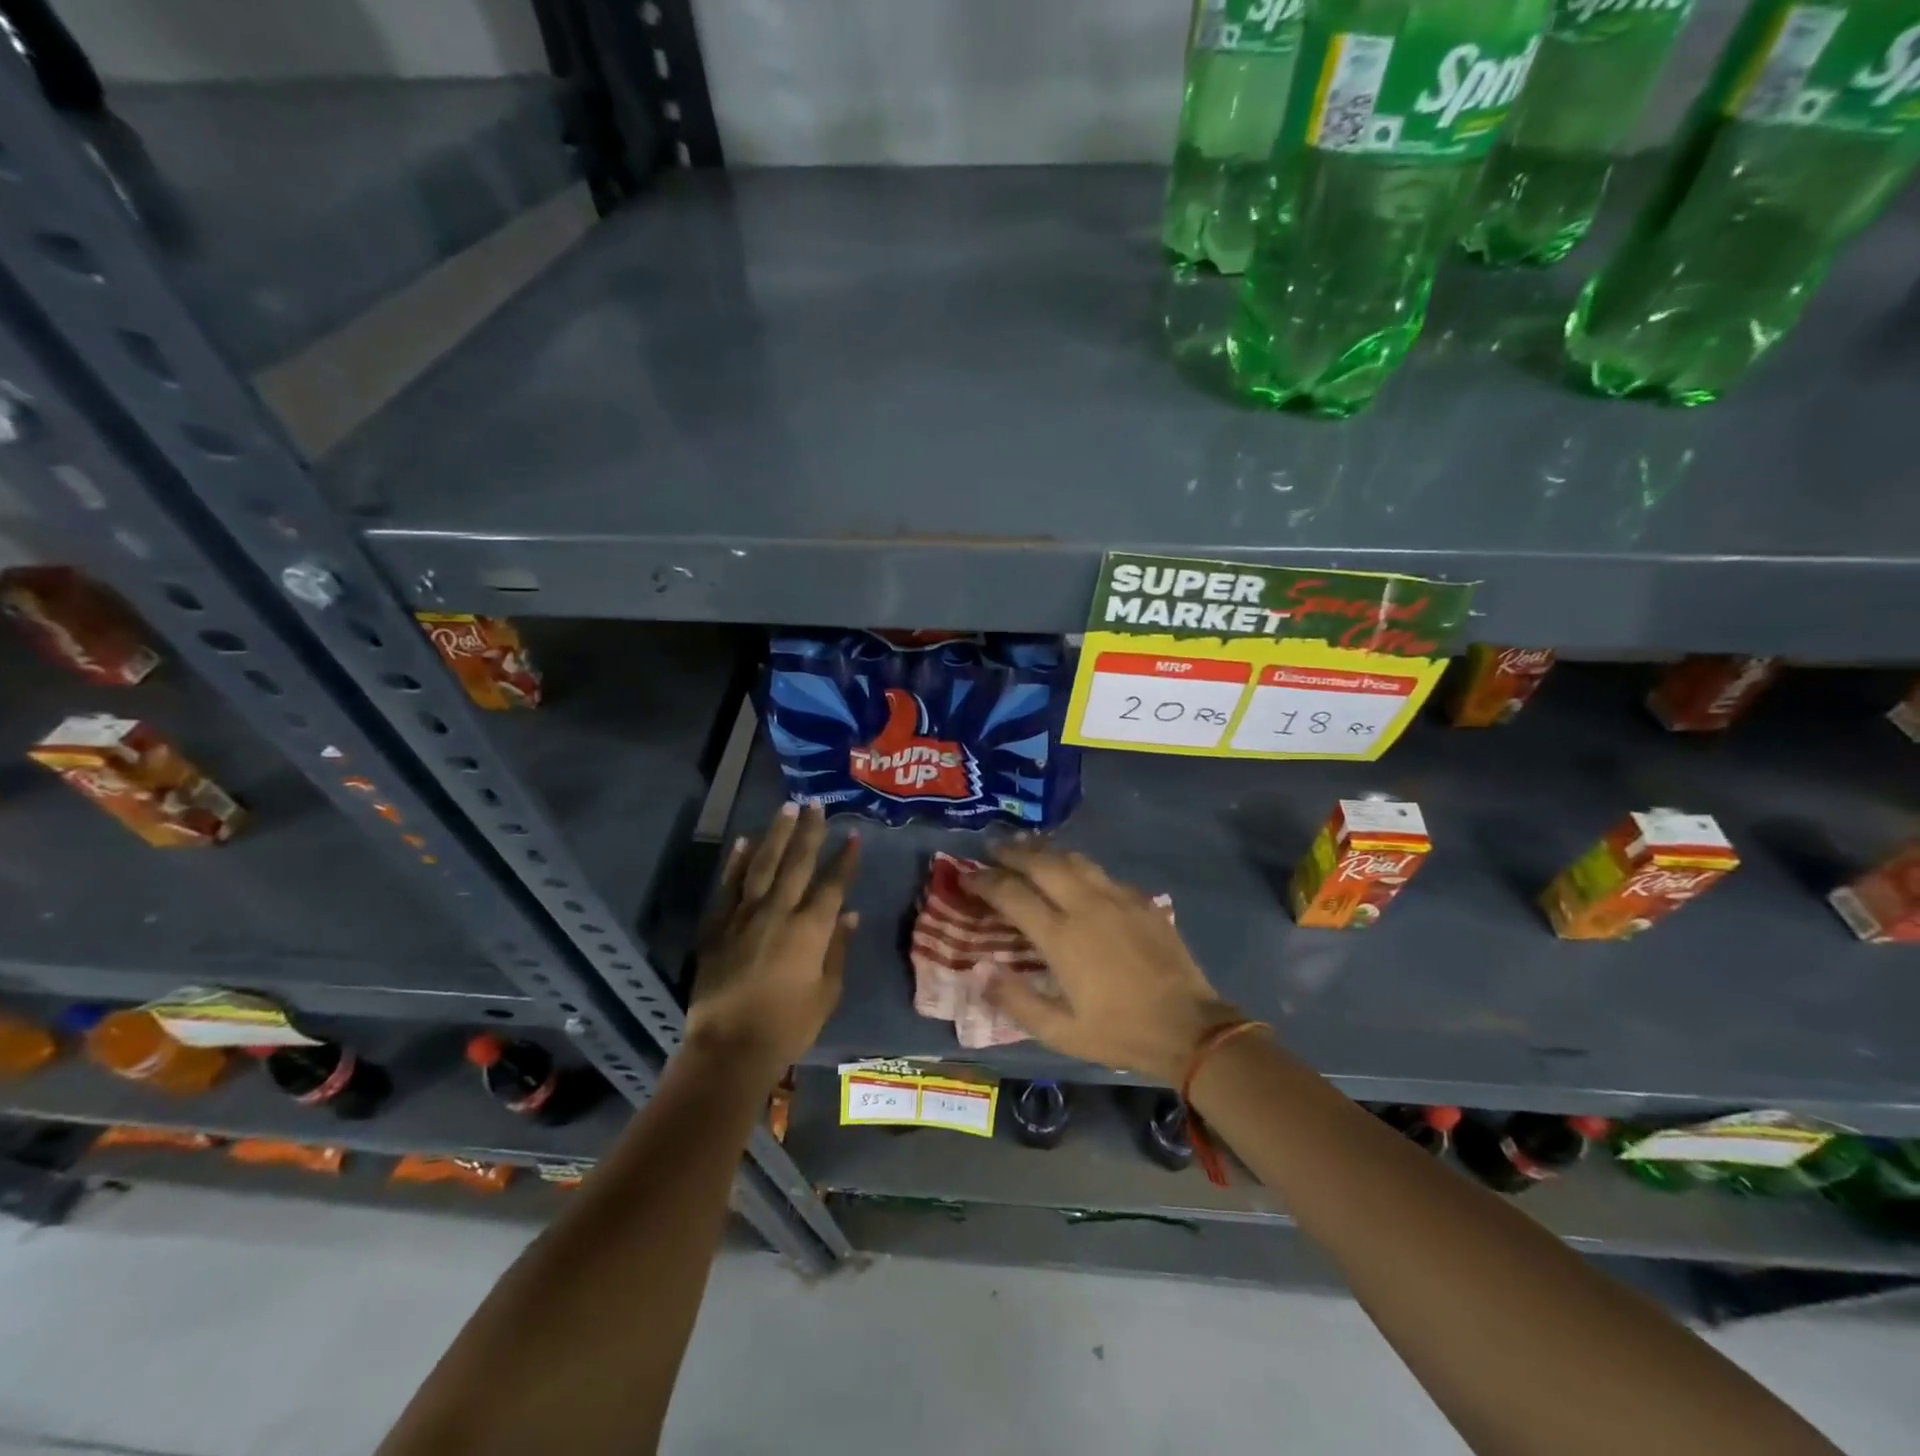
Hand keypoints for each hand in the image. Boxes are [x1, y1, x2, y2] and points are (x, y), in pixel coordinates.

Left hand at [686, 802, 858, 1073]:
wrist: (730, 1047)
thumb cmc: (788, 1025)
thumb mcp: (827, 993)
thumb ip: (837, 949)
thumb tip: (849, 914)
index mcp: (810, 929)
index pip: (832, 884)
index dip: (845, 858)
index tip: (854, 834)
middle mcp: (778, 912)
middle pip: (797, 863)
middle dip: (810, 832)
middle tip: (817, 805)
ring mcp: (744, 915)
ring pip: (762, 864)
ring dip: (776, 834)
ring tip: (786, 809)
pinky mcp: (717, 926)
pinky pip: (728, 886)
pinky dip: (736, 862)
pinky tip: (744, 841)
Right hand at [971, 841, 1240, 1084]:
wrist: (1190, 1028)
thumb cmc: (1119, 1032)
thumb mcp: (1059, 1031)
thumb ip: (1014, 999)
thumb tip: (978, 969)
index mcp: (1062, 937)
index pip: (1012, 894)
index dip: (985, 882)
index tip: (967, 877)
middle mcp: (1087, 906)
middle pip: (1042, 863)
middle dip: (1012, 852)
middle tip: (992, 847)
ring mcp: (1118, 898)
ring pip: (1074, 859)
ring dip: (1045, 850)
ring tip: (1027, 846)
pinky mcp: (1142, 900)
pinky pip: (1101, 873)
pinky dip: (1077, 865)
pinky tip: (1074, 872)